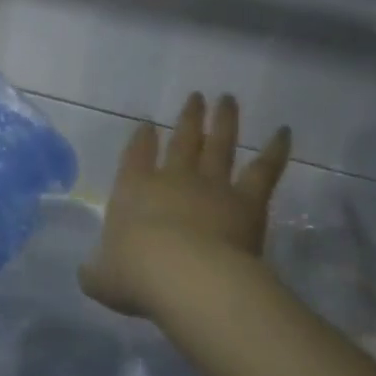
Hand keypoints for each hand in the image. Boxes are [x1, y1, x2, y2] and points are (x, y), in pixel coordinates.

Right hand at [80, 93, 289, 319]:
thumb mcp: (100, 277)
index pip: (135, 156)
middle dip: (188, 118)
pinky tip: (284, 132)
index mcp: (133, 190)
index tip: (146, 124)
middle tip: (195, 98)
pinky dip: (275, 150)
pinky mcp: (247, 202)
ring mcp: (212, 187)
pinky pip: (264, 170)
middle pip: (182, 141)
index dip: (141, 139)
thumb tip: (91, 273)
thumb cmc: (136, 275)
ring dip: (224, 121)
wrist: (187, 278)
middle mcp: (173, 180)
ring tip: (227, 100)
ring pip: (220, 145)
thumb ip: (96, 271)